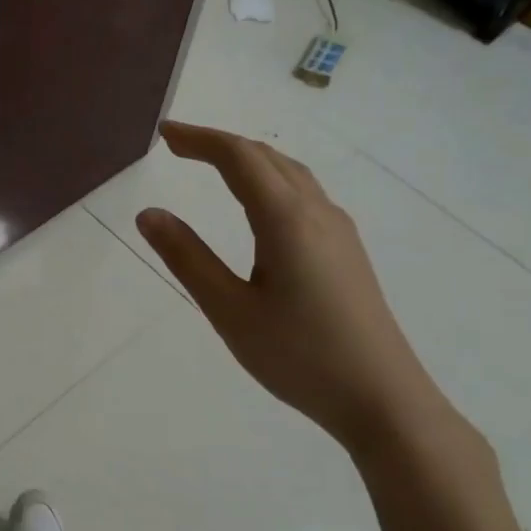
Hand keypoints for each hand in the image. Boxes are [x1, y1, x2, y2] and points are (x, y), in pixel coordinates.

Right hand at [136, 121, 452, 453]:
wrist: (382, 398)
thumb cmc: (298, 356)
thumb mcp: (229, 310)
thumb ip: (187, 258)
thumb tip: (149, 213)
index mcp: (286, 219)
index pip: (238, 158)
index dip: (199, 139)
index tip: (163, 133)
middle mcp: (317, 212)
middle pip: (266, 157)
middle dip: (220, 144)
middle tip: (178, 146)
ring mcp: (338, 231)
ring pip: (290, 174)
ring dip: (248, 160)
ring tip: (212, 166)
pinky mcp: (347, 252)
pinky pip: (303, 195)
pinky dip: (269, 180)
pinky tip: (259, 206)